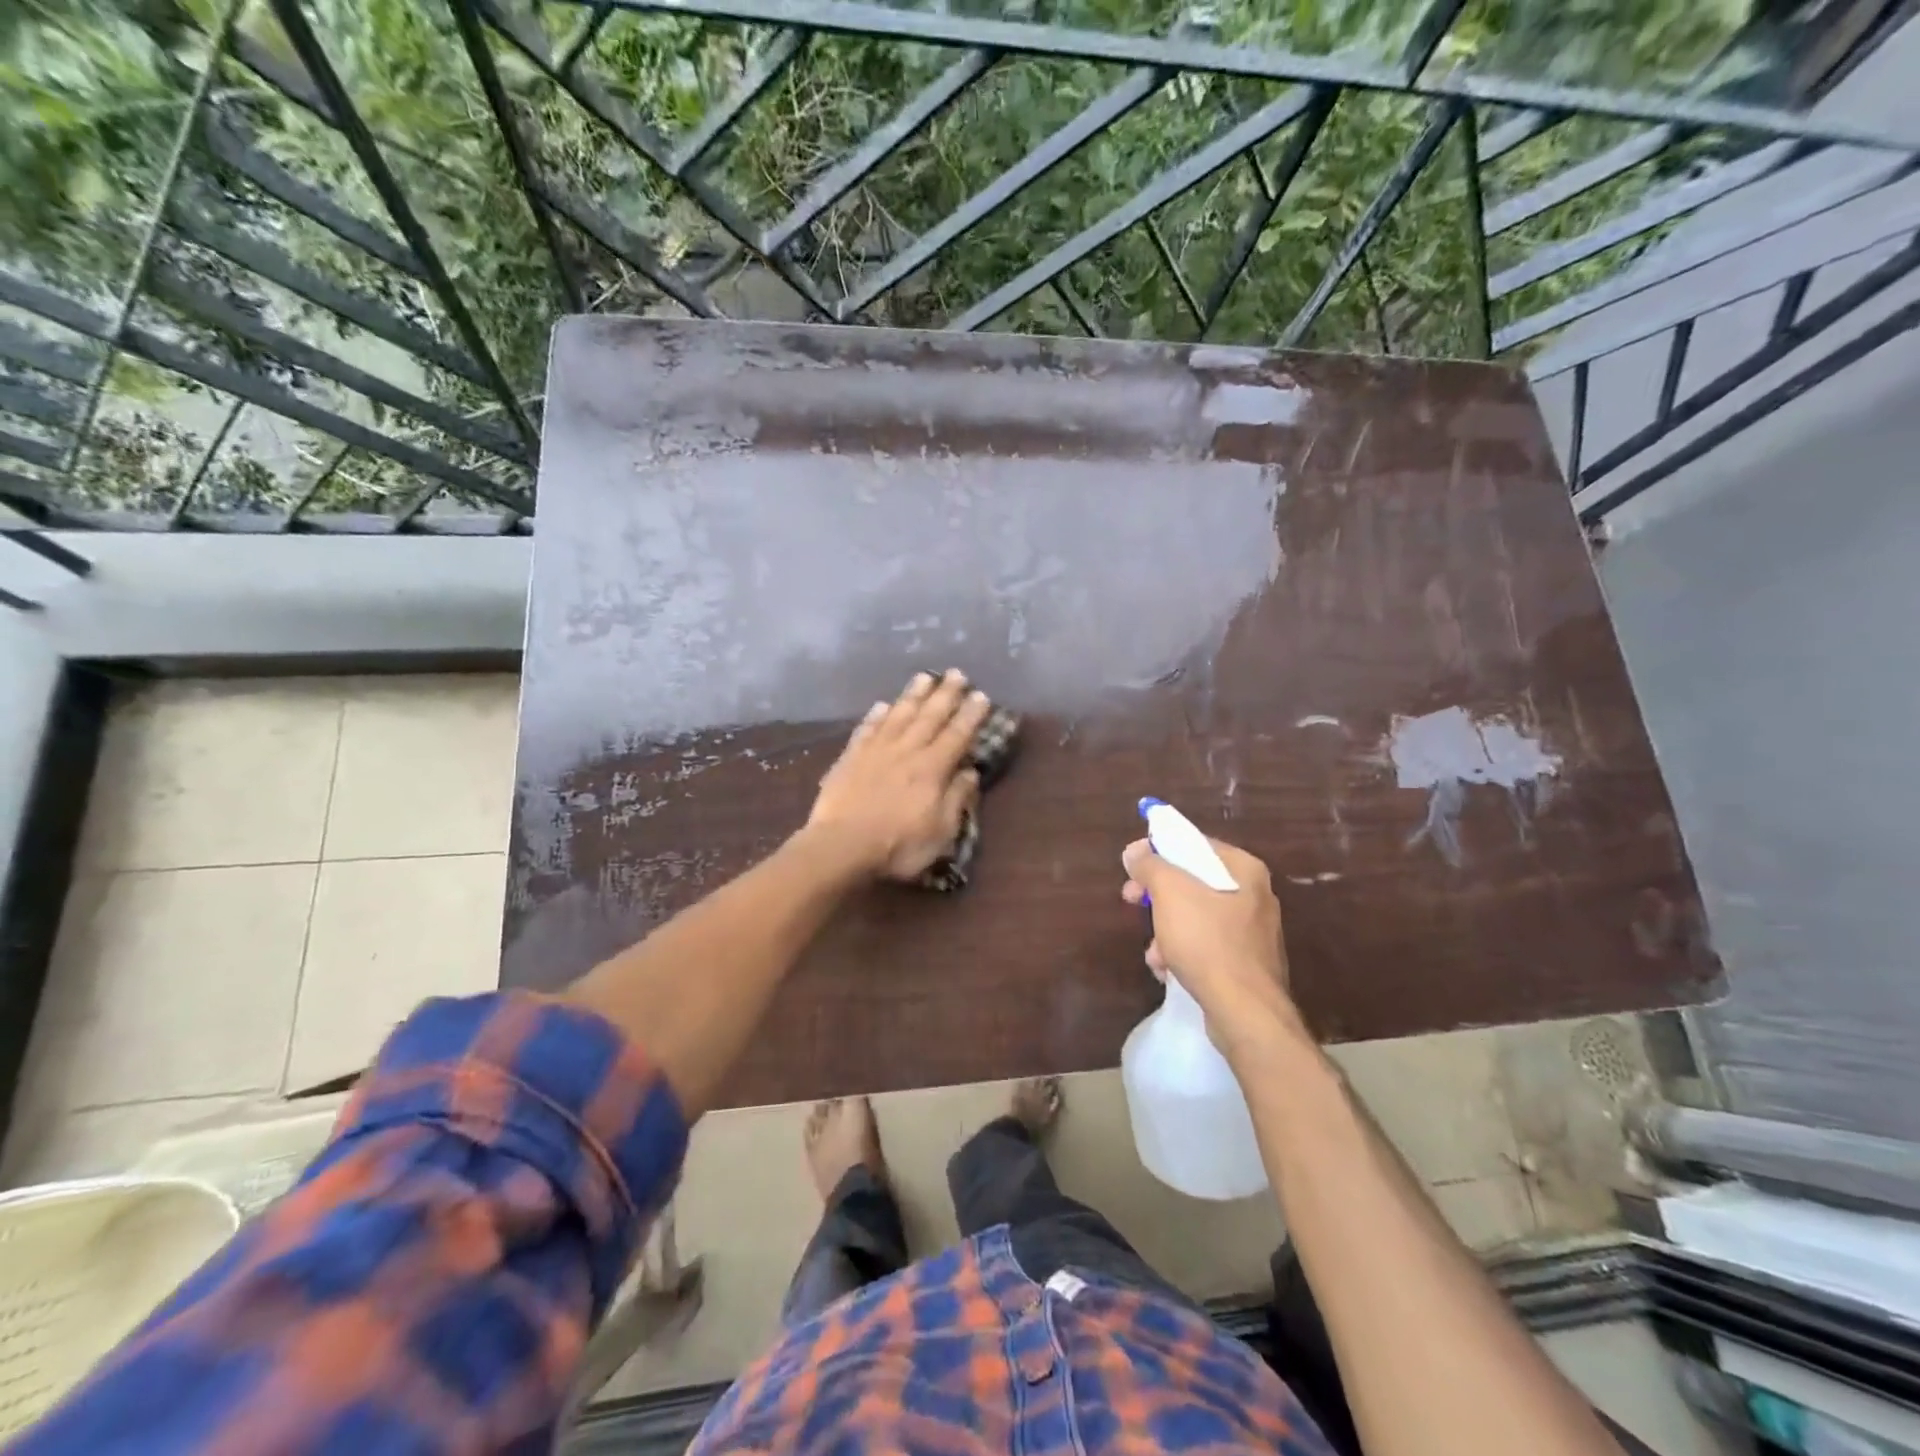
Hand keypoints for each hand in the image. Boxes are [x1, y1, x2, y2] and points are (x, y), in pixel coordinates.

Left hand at [808, 669, 988, 879]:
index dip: (970, 715)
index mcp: (933, 768)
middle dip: (946, 694)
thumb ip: (957, 798)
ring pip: (899, 714)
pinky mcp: (851, 757)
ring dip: (913, 695)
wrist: (841, 846)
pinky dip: (876, 715)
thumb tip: (971, 771)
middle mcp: (907, 750)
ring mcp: (876, 750)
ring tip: (924, 677)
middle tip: (956, 674)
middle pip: (930, 716)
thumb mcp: (941, 831)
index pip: (957, 735)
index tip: (981, 695)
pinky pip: (867, 728)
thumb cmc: (898, 845)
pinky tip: (882, 705)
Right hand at [1120, 833, 1298, 1058]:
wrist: (1245, 1012)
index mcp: (1244, 870)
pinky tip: (1167, 970)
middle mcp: (1255, 895)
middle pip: (1194, 881)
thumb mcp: (1170, 893)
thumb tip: (1134, 850)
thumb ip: (1150, 865)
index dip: (1159, 849)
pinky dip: (1183, 952)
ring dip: (1166, 929)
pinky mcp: (1247, 964)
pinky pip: (1207, 945)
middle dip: (1157, 894)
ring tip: (1153, 952)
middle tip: (1130, 899)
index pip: (1195, 844)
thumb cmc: (1207, 941)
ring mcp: (1253, 932)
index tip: (1132, 864)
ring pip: (1196, 916)